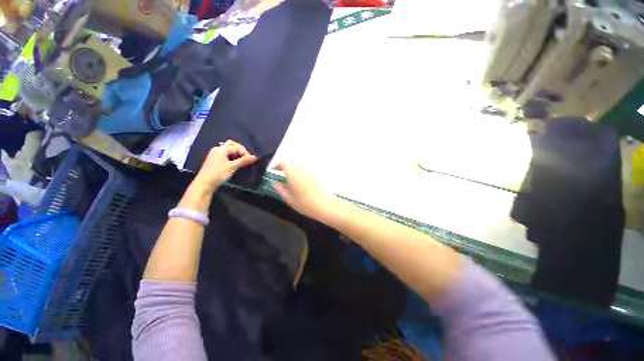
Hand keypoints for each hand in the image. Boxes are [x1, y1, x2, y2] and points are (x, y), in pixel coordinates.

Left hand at [194, 140, 257, 191]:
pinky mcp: (215, 160)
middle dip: (240, 149)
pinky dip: (232, 156)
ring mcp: (215, 154)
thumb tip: (255, 157)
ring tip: (242, 160)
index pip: (237, 147)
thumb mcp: (232, 167)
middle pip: (231, 144)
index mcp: (221, 149)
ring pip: (228, 149)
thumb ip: (244, 161)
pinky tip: (235, 162)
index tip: (251, 160)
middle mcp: (217, 149)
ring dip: (236, 152)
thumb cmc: (218, 174)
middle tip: (246, 157)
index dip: (245, 152)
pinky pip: (225, 154)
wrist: (204, 184)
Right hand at [273, 162, 342, 224]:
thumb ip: (281, 190)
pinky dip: (304, 174)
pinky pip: (308, 171)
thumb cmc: (306, 204)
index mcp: (293, 175)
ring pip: (301, 167)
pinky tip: (305, 184)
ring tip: (294, 182)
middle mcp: (303, 170)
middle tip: (284, 177)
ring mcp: (312, 172)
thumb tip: (275, 184)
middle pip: (293, 164)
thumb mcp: (290, 199)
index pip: (284, 163)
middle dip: (287, 168)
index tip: (274, 169)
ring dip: (296, 171)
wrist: (326, 206)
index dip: (278, 164)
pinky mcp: (319, 175)